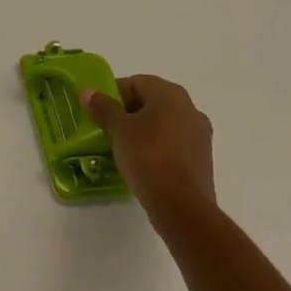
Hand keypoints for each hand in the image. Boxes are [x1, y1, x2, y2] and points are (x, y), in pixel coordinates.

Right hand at [82, 74, 216, 216]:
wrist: (182, 208)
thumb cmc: (148, 157)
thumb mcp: (118, 130)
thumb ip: (103, 107)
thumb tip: (88, 92)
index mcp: (170, 93)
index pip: (135, 83)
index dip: (114, 95)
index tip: (99, 112)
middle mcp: (190, 108)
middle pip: (151, 102)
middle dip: (129, 113)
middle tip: (109, 129)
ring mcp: (200, 136)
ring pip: (164, 125)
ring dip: (144, 132)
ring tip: (123, 149)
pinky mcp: (203, 161)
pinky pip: (174, 145)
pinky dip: (158, 149)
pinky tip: (143, 165)